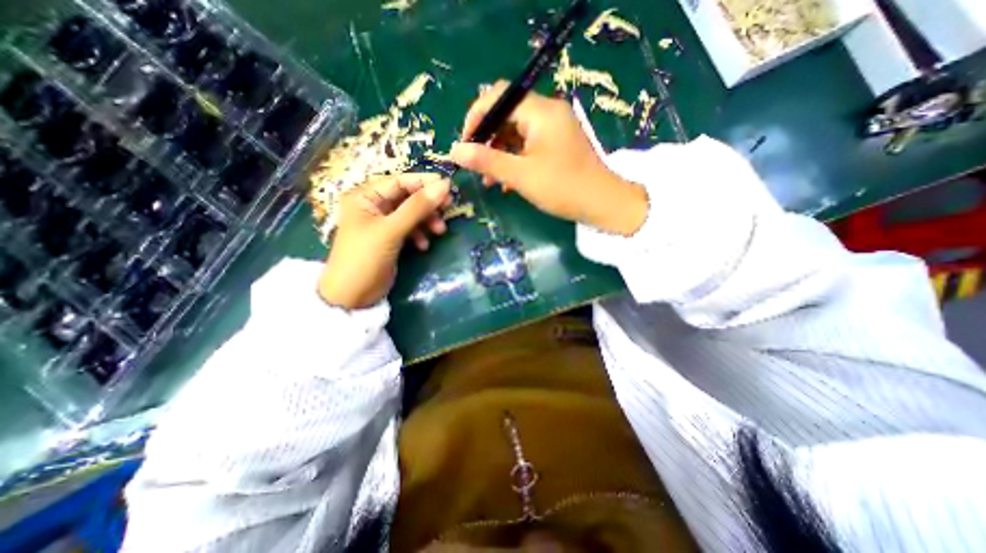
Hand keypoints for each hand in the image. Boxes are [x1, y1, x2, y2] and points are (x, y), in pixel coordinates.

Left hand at [321, 172, 449, 310]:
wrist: (352, 296)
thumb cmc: (365, 257)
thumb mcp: (391, 230)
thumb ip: (417, 207)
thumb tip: (444, 186)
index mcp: (365, 196)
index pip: (399, 181)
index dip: (424, 182)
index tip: (449, 187)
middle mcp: (373, 206)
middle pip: (408, 197)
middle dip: (428, 204)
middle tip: (449, 208)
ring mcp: (382, 223)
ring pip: (412, 214)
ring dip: (427, 221)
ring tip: (440, 231)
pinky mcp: (390, 239)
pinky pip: (410, 229)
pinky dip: (420, 234)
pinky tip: (424, 245)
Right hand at [449, 80, 653, 235]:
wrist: (602, 203)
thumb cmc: (562, 188)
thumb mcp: (520, 175)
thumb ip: (486, 160)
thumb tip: (454, 150)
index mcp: (541, 111)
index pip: (498, 97)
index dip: (476, 117)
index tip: (464, 144)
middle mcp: (548, 112)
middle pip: (507, 114)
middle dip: (487, 140)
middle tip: (476, 165)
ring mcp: (555, 128)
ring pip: (516, 132)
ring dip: (499, 153)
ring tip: (488, 180)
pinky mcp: (558, 143)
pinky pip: (528, 144)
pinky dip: (514, 159)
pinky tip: (506, 181)